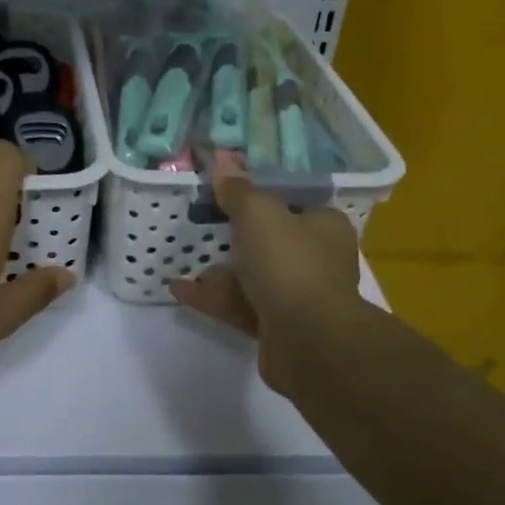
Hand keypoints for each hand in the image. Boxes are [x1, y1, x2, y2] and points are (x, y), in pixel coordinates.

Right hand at [168, 166, 362, 396]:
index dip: (260, 198)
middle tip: (201, 226)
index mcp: (324, 227)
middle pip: (270, 242)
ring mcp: (298, 297)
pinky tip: (180, 290)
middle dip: (234, 238)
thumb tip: (223, 162)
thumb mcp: (260, 215)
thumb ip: (239, 192)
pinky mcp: (277, 328)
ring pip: (252, 277)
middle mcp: (317, 260)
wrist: (309, 342)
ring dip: (219, 271)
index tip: (227, 195)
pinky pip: (240, 306)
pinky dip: (213, 298)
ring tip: (183, 258)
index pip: (292, 204)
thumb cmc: (290, 265)